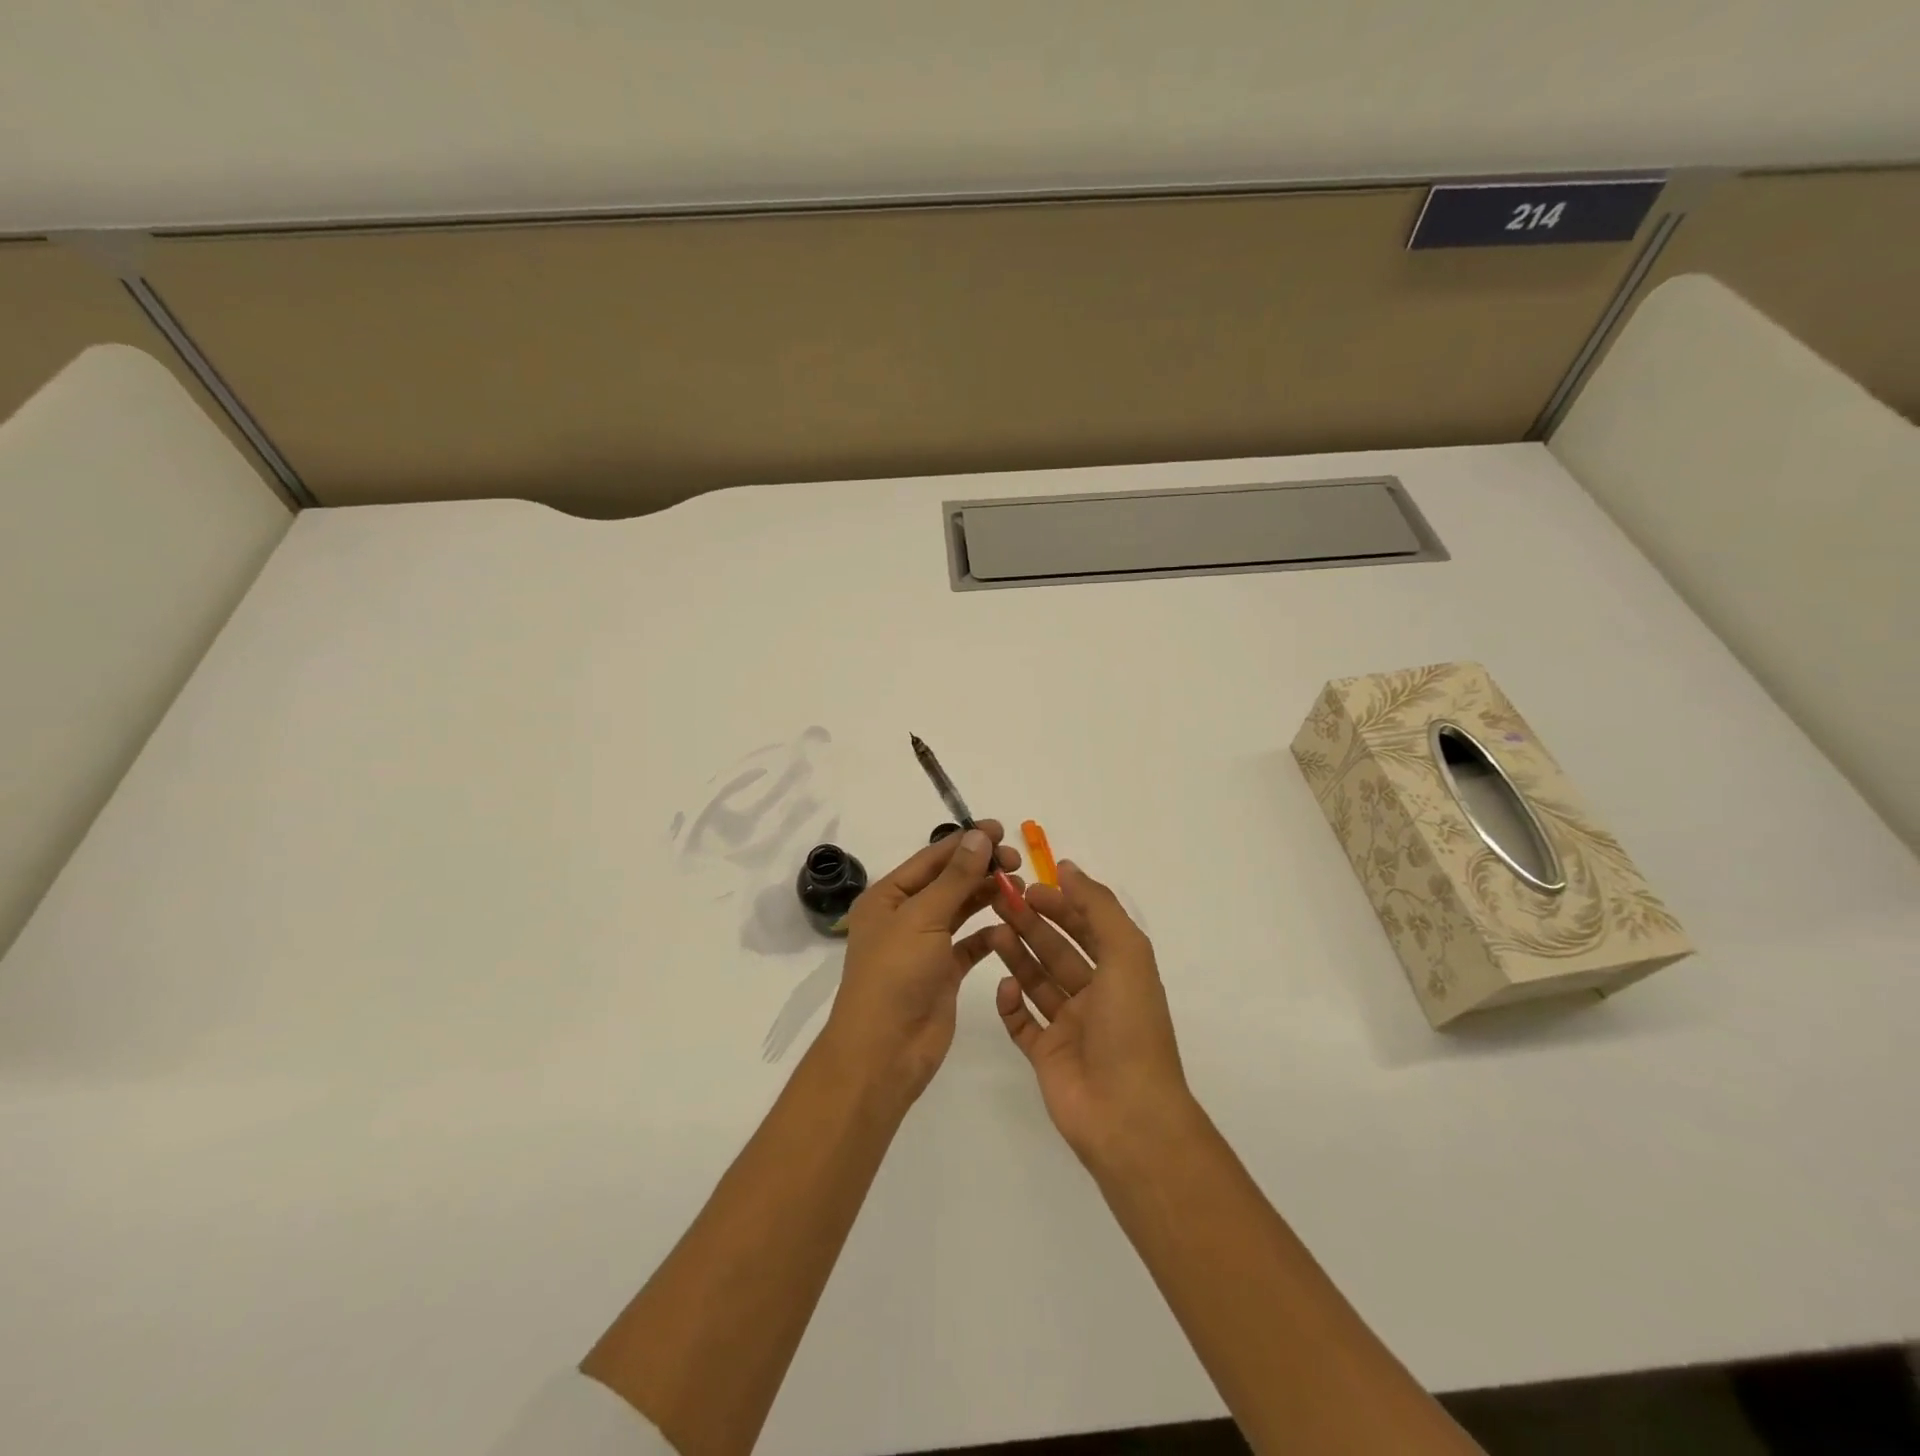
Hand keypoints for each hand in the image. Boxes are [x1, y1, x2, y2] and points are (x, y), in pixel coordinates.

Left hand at [823, 823, 1022, 1103]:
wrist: (884, 1051)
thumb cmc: (895, 975)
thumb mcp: (922, 918)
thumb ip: (955, 878)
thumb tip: (978, 836)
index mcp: (888, 897)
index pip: (931, 858)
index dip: (965, 842)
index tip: (1001, 830)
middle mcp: (904, 916)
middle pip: (948, 881)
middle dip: (980, 868)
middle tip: (1016, 862)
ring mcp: (924, 946)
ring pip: (960, 910)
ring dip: (987, 896)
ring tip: (1020, 888)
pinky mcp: (943, 973)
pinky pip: (969, 945)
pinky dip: (988, 934)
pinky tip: (1008, 926)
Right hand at [988, 860, 1193, 1163]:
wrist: (1126, 1115)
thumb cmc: (1130, 1027)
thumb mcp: (1126, 954)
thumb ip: (1098, 906)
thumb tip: (1068, 868)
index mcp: (1120, 971)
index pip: (1086, 926)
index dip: (1060, 903)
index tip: (1028, 886)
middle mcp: (1095, 996)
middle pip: (1057, 950)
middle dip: (1031, 924)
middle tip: (999, 901)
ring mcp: (1070, 1027)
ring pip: (1038, 981)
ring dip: (1017, 955)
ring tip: (991, 932)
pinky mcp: (1046, 1055)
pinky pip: (1022, 1022)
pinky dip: (1011, 1003)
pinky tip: (1003, 987)